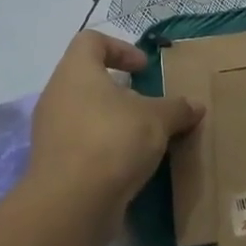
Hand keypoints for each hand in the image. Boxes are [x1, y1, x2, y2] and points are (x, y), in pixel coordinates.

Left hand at [26, 31, 202, 218]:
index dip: (120, 48)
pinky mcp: (53, 163)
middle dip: (121, 91)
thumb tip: (196, 106)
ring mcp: (50, 131)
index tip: (144, 69)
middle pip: (88, 79)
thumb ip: (177, 109)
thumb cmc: (113, 141)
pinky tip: (129, 165)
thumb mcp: (157, 120)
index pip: (91, 41)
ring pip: (85, 114)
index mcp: (76, 71)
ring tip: (144, 138)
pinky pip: (81, 144)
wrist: (71, 204)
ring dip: (114, 122)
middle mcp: (56, 95)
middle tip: (148, 106)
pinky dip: (104, 148)